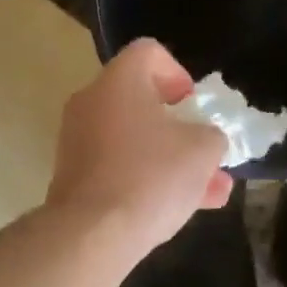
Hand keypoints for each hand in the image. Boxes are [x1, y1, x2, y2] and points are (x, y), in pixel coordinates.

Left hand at [47, 39, 233, 260]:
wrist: (92, 234)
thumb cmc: (152, 177)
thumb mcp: (203, 151)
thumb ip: (212, 136)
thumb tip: (205, 140)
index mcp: (119, 81)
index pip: (150, 52)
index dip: (181, 75)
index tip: (196, 108)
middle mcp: (91, 102)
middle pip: (142, 101)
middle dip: (182, 128)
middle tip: (206, 152)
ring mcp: (78, 141)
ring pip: (135, 141)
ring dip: (172, 160)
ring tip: (211, 191)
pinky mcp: (74, 177)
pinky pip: (119, 167)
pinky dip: (147, 179)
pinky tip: (181, 208)